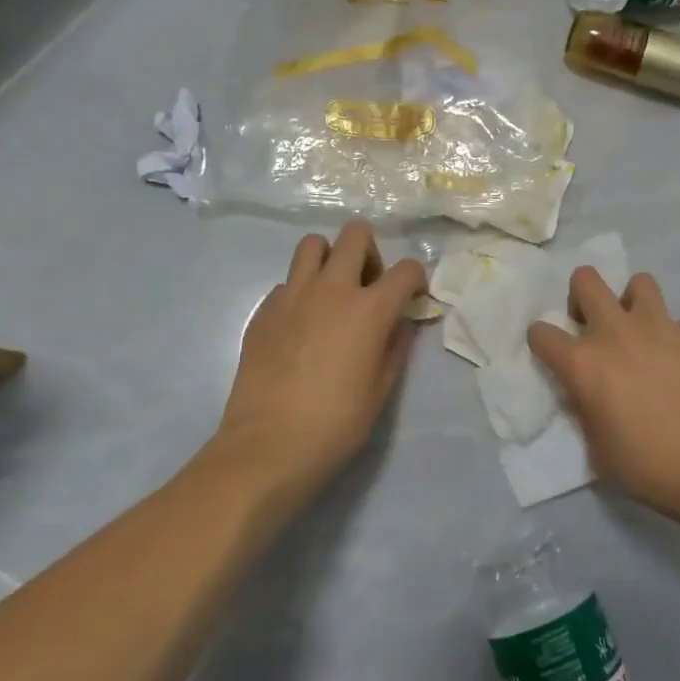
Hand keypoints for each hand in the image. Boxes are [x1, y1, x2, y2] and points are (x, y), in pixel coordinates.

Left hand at [210, 221, 426, 505]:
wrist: (268, 447)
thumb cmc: (336, 424)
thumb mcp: (382, 390)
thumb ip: (396, 346)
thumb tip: (401, 322)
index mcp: (369, 309)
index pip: (406, 269)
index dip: (416, 279)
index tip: (412, 297)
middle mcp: (332, 289)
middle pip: (355, 234)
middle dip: (370, 252)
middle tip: (368, 285)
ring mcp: (292, 295)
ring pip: (312, 244)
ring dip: (329, 258)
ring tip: (331, 292)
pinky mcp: (263, 310)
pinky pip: (287, 282)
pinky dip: (300, 291)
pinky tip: (300, 325)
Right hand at [527, 268, 679, 519]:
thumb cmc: (648, 465)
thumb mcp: (598, 448)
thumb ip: (586, 411)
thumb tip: (587, 395)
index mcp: (583, 363)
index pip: (541, 332)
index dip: (542, 342)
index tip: (551, 354)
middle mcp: (616, 332)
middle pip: (586, 280)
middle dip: (582, 295)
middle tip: (593, 324)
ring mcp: (659, 327)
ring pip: (639, 282)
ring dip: (633, 302)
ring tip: (640, 330)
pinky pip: (677, 323)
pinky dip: (674, 337)